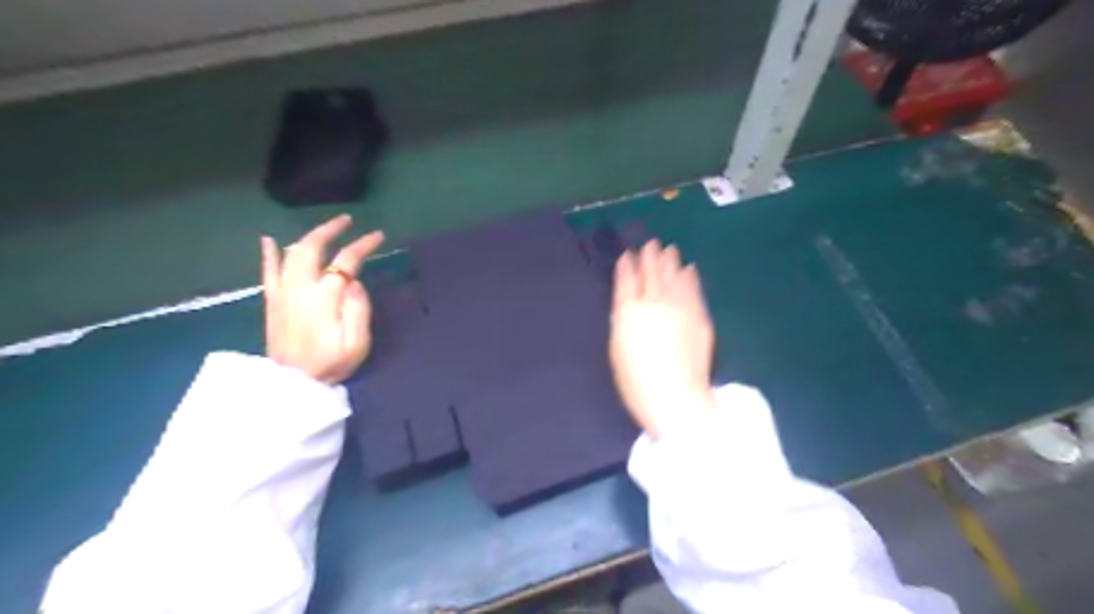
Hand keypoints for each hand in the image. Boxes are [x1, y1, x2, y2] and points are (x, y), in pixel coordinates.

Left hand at [260, 214, 383, 380]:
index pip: (346, 261)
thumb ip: (359, 309)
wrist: (293, 385)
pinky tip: (269, 240)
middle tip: (348, 220)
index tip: (378, 236)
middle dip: (331, 229)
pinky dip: (269, 253)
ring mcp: (281, 293)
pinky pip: (267, 271)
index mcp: (324, 298)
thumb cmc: (331, 365)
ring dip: (309, 236)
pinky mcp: (271, 301)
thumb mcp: (357, 344)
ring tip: (326, 228)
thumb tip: (355, 282)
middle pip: (312, 247)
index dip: (363, 245)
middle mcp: (299, 288)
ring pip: (291, 253)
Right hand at [607, 237, 718, 436]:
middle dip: (650, 256)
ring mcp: (680, 306)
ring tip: (669, 250)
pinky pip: (694, 289)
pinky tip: (689, 269)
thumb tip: (628, 302)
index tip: (629, 255)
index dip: (628, 265)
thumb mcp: (618, 348)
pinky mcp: (699, 315)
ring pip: (675, 275)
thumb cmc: (636, 380)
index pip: (627, 280)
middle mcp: (654, 301)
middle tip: (651, 244)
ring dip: (671, 261)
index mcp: (629, 310)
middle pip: (652, 272)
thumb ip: (622, 319)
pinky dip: (690, 277)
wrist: (676, 397)